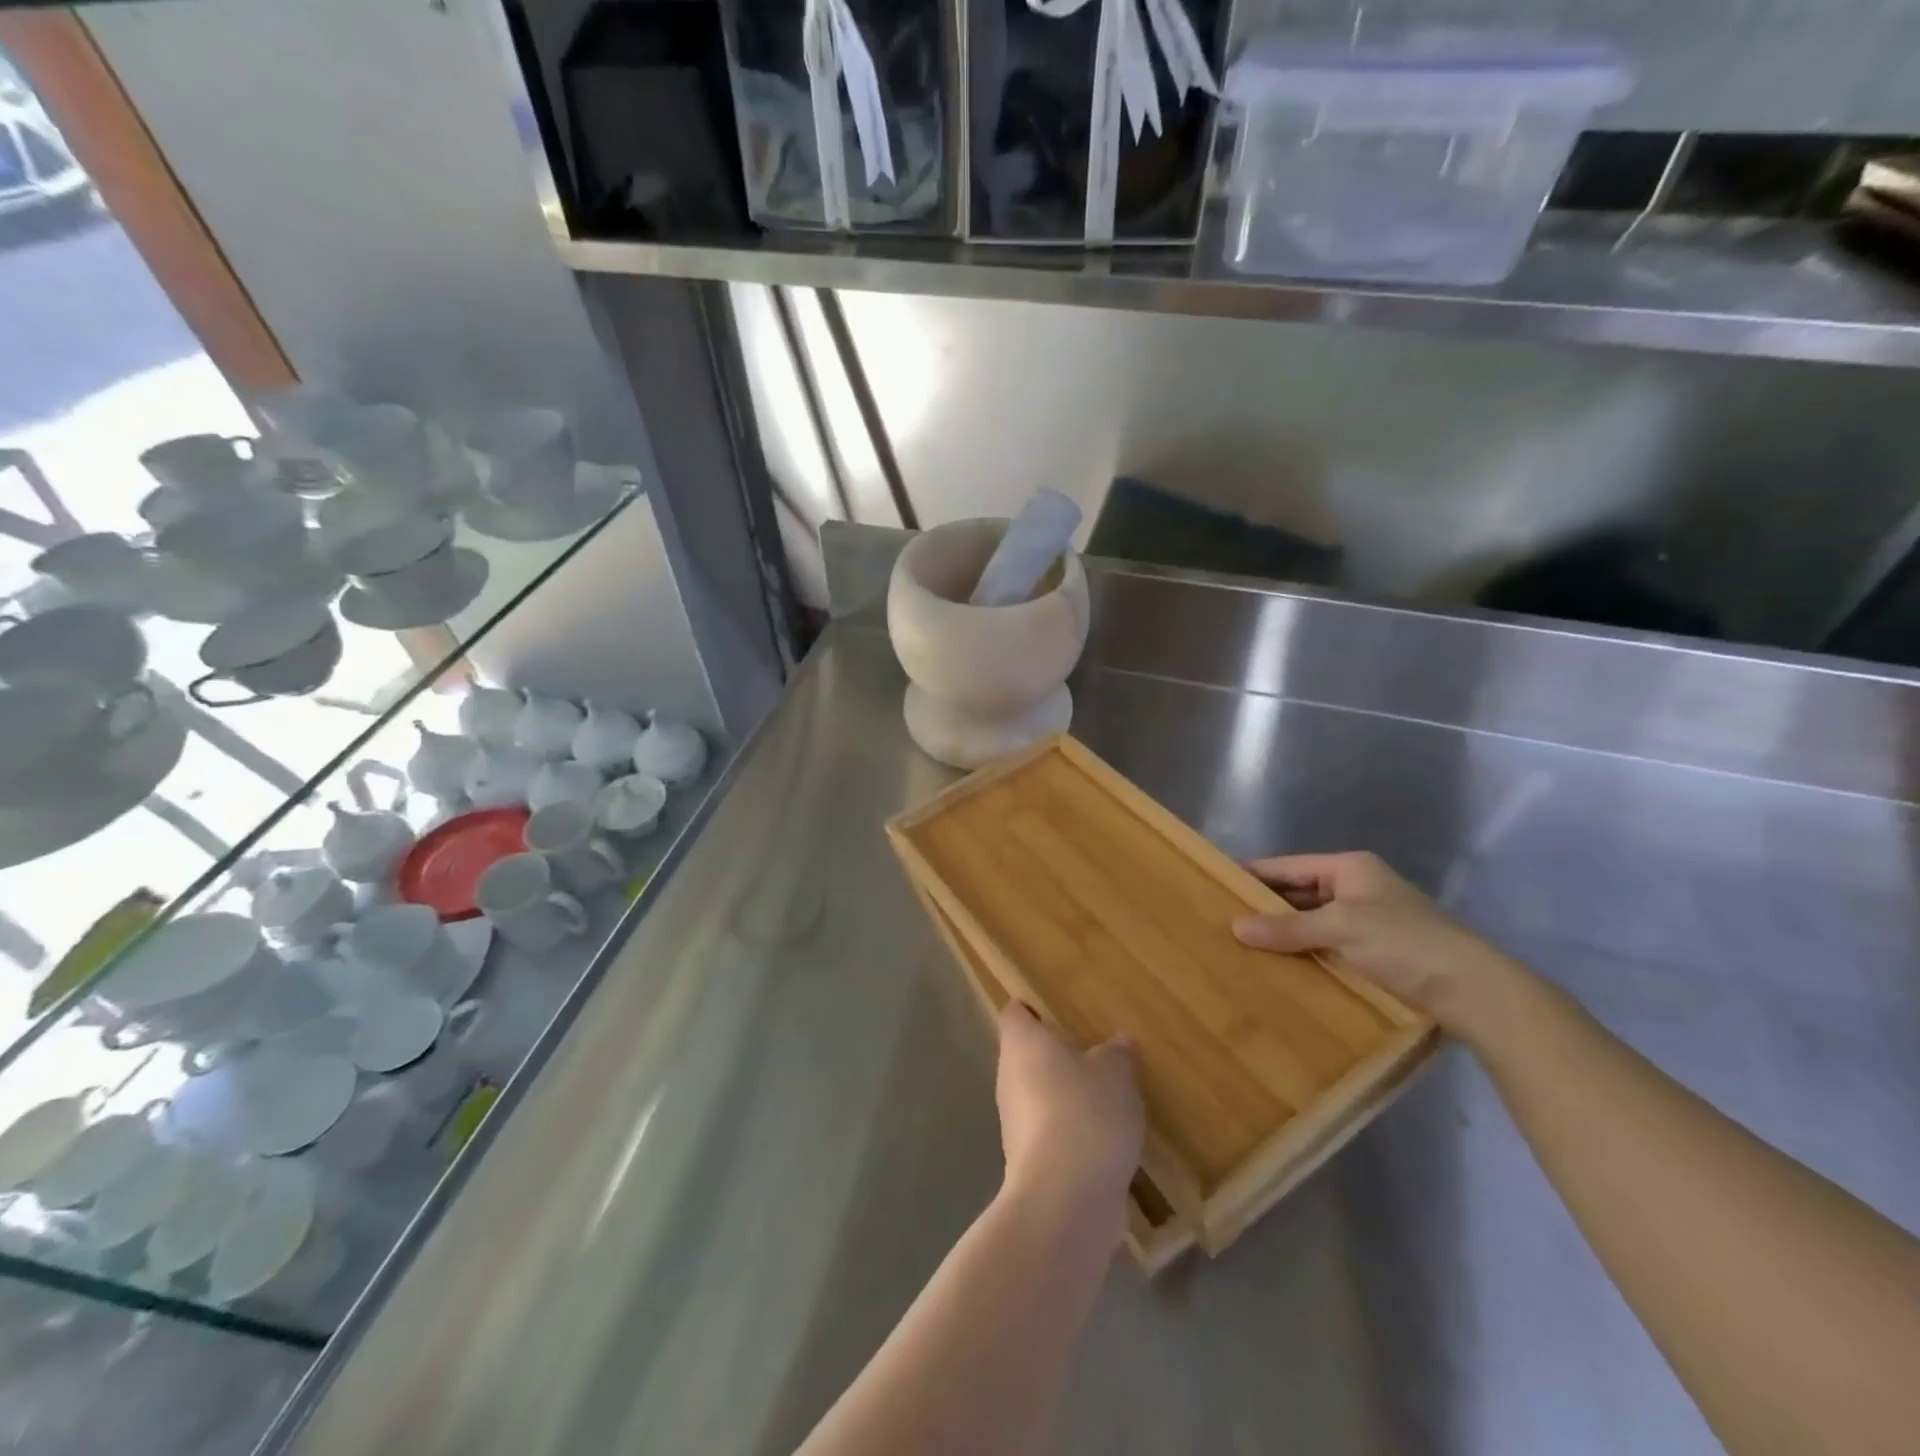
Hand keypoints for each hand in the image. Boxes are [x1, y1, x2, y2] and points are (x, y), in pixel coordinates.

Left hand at [994, 1003, 1141, 1246]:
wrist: (1065, 1202)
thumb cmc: (1085, 1115)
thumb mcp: (1115, 1074)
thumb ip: (1116, 1053)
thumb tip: (1118, 1042)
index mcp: (1022, 1043)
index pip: (1016, 1012)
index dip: (1032, 1006)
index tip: (1058, 1006)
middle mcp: (1009, 1077)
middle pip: (1026, 1053)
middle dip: (1055, 1052)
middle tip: (1093, 1047)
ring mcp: (1014, 1121)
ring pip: (1039, 1094)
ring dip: (1065, 1094)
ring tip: (1105, 1091)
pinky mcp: (1028, 1160)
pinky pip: (1051, 1130)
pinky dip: (1072, 1129)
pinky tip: (1104, 1136)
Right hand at [1231, 851, 1527, 1042]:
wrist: (1473, 992)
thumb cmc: (1405, 943)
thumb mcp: (1341, 928)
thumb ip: (1287, 927)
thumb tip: (1236, 926)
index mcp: (1349, 868)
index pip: (1287, 866)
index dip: (1253, 875)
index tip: (1215, 887)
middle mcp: (1355, 888)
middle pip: (1297, 893)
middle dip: (1264, 908)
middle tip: (1220, 922)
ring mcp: (1365, 922)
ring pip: (1310, 922)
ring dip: (1282, 935)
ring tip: (1238, 948)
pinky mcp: (1373, 953)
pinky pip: (1325, 946)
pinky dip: (1302, 954)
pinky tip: (1276, 968)